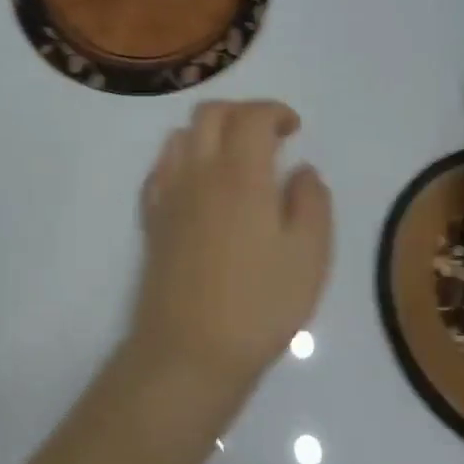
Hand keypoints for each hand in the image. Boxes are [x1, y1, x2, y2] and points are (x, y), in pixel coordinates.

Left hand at [129, 101, 333, 394]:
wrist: (190, 351)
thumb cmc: (259, 304)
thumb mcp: (309, 256)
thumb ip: (312, 202)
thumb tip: (302, 170)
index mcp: (241, 173)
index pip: (252, 116)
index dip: (275, 111)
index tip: (294, 128)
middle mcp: (200, 171)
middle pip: (211, 113)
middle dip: (242, 112)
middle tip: (268, 136)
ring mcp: (169, 193)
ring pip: (181, 134)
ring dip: (210, 132)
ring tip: (235, 158)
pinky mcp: (152, 218)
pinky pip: (162, 168)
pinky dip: (183, 159)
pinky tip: (200, 185)